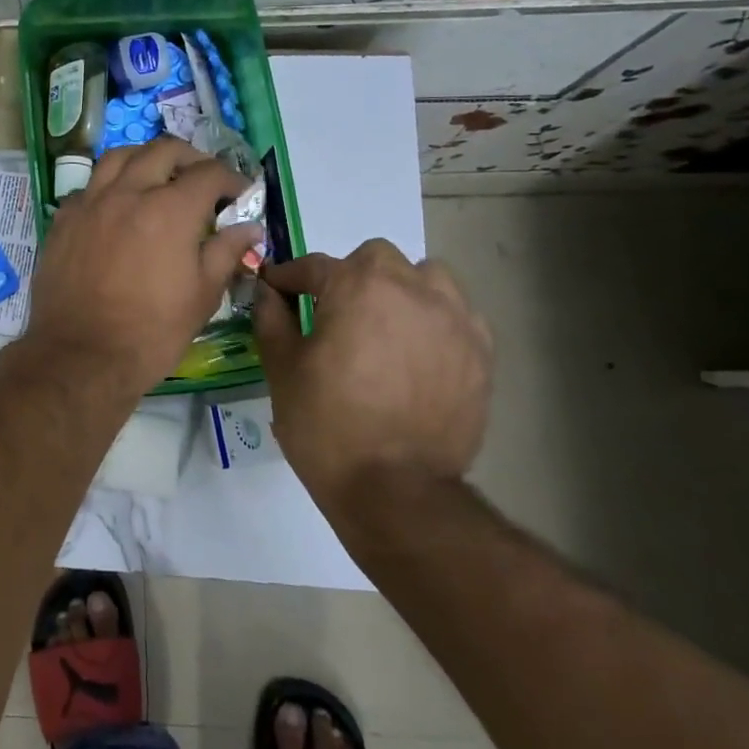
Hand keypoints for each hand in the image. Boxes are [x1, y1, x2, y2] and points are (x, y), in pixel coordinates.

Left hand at [26, 138, 261, 394]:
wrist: (80, 356)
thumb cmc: (151, 332)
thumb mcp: (202, 296)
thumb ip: (226, 252)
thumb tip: (249, 227)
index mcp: (169, 209)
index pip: (208, 174)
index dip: (231, 180)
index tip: (239, 195)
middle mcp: (128, 193)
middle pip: (162, 150)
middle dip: (190, 158)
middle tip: (202, 179)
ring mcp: (90, 203)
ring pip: (118, 157)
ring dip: (145, 159)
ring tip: (157, 177)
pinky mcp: (63, 220)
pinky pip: (88, 186)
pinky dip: (109, 186)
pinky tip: (116, 206)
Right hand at [253, 240, 491, 492]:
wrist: (394, 490)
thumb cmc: (325, 424)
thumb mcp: (282, 368)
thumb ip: (271, 317)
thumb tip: (267, 290)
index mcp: (357, 286)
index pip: (314, 266)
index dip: (289, 278)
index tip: (276, 290)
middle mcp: (411, 289)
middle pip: (377, 259)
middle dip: (351, 277)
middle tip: (334, 313)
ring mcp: (454, 319)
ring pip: (428, 277)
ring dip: (402, 289)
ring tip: (385, 324)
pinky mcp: (481, 352)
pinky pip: (459, 314)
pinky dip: (436, 320)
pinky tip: (420, 351)